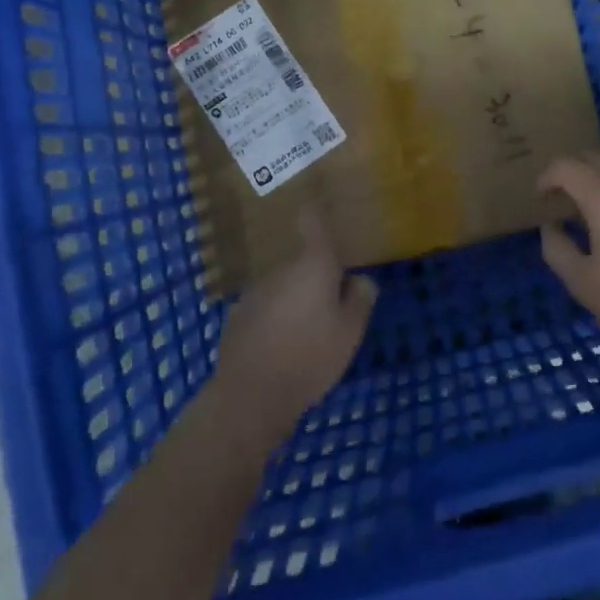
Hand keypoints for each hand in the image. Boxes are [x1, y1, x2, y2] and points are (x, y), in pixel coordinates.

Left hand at [212, 206, 376, 452]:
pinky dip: (277, 316)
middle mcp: (281, 267)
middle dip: (317, 273)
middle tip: (334, 301)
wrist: (250, 396)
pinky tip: (283, 345)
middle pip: (302, 258)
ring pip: (285, 282)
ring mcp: (255, 290)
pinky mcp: (238, 314)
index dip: (319, 210)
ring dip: (296, 296)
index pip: (313, 220)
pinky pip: (267, 305)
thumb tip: (359, 279)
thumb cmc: (310, 357)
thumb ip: (360, 298)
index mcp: (312, 263)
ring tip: (309, 330)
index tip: (326, 203)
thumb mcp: (351, 331)